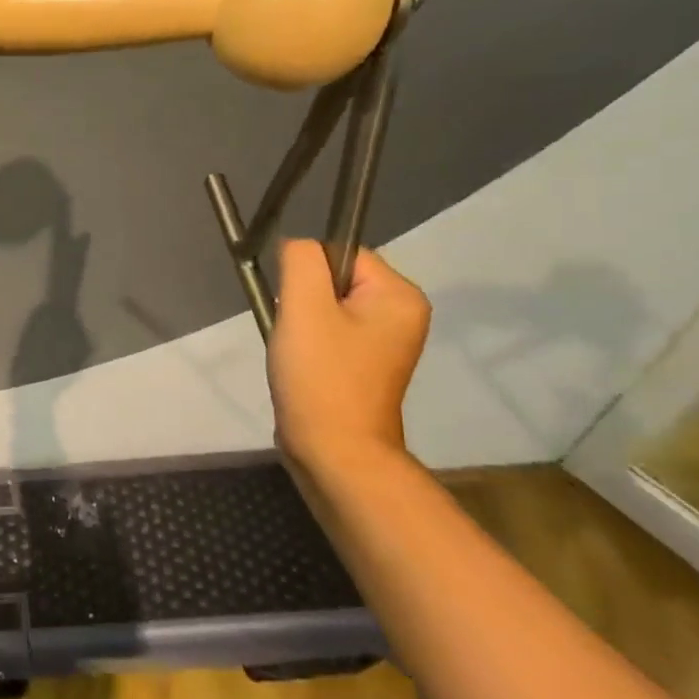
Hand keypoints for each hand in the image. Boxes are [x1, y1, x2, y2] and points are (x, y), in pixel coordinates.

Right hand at [268, 241, 430, 470]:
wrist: (334, 453)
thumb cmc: (321, 376)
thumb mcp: (304, 305)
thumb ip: (300, 260)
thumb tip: (296, 246)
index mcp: (400, 295)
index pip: (341, 253)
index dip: (308, 275)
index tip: (297, 309)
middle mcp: (402, 314)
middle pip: (334, 280)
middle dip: (303, 302)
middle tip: (298, 335)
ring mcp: (386, 343)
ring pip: (327, 308)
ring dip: (303, 324)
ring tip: (300, 354)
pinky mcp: (366, 365)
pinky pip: (331, 333)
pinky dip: (309, 344)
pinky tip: (304, 367)